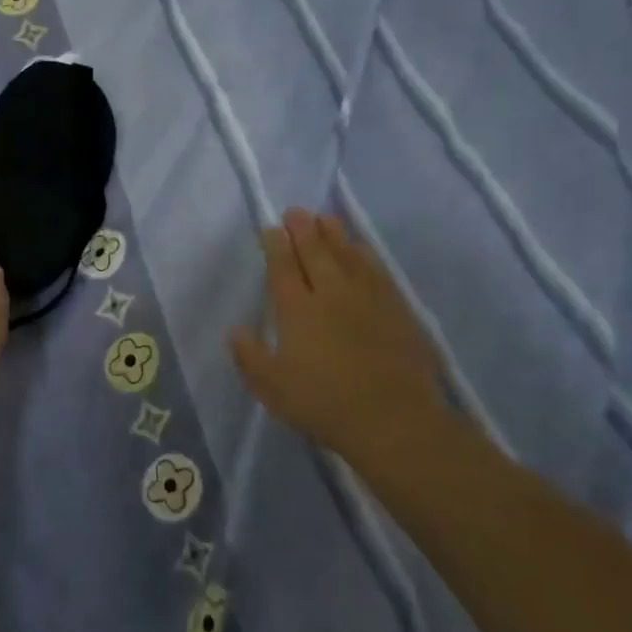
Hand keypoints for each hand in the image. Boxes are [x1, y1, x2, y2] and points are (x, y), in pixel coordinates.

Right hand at [229, 208, 446, 460]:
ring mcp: (366, 297)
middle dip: (302, 229)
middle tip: (295, 212)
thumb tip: (235, 330)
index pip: (282, 267)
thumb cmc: (324, 404)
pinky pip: (376, 270)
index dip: (275, 245)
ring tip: (324, 218)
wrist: (394, 419)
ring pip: (347, 254)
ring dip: (333, 234)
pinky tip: (361, 249)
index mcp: (296, 309)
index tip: (271, 229)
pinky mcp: (395, 308)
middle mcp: (330, 293)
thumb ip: (249, 357)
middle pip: (314, 252)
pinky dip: (364, 254)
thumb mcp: (272, 388)